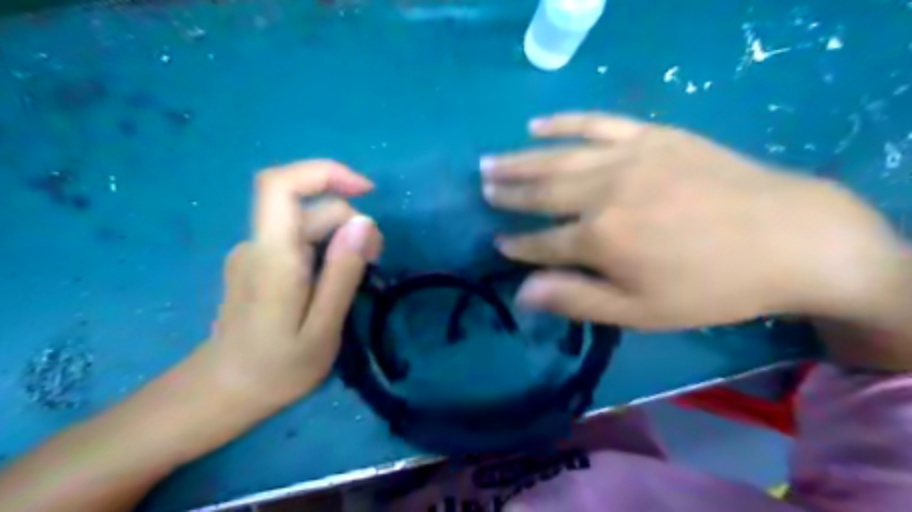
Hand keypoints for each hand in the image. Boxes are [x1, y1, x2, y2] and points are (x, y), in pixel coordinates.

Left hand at [200, 160, 382, 408]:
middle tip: (376, 259)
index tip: (366, 190)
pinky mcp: (258, 263)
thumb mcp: (321, 329)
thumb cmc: (276, 370)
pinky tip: (336, 278)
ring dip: (341, 237)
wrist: (221, 393)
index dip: (324, 172)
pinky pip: (298, 240)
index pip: (281, 185)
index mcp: (273, 257)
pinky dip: (326, 248)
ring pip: (306, 224)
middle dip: (351, 222)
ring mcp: (255, 253)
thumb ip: (342, 274)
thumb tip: (364, 223)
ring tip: (360, 273)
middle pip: (309, 208)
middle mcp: (258, 245)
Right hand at [484, 110, 903, 330]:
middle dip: (508, 194)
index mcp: (599, 239)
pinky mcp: (650, 135)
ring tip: (490, 162)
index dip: (517, 246)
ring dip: (519, 161)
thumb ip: (575, 299)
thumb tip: (521, 293)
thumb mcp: (640, 312)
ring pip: (557, 157)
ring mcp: (626, 158)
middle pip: (541, 192)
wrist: (788, 238)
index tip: (498, 244)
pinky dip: (563, 122)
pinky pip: (595, 123)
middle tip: (483, 189)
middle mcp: (602, 193)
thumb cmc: (709, 286)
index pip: (541, 243)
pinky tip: (537, 124)